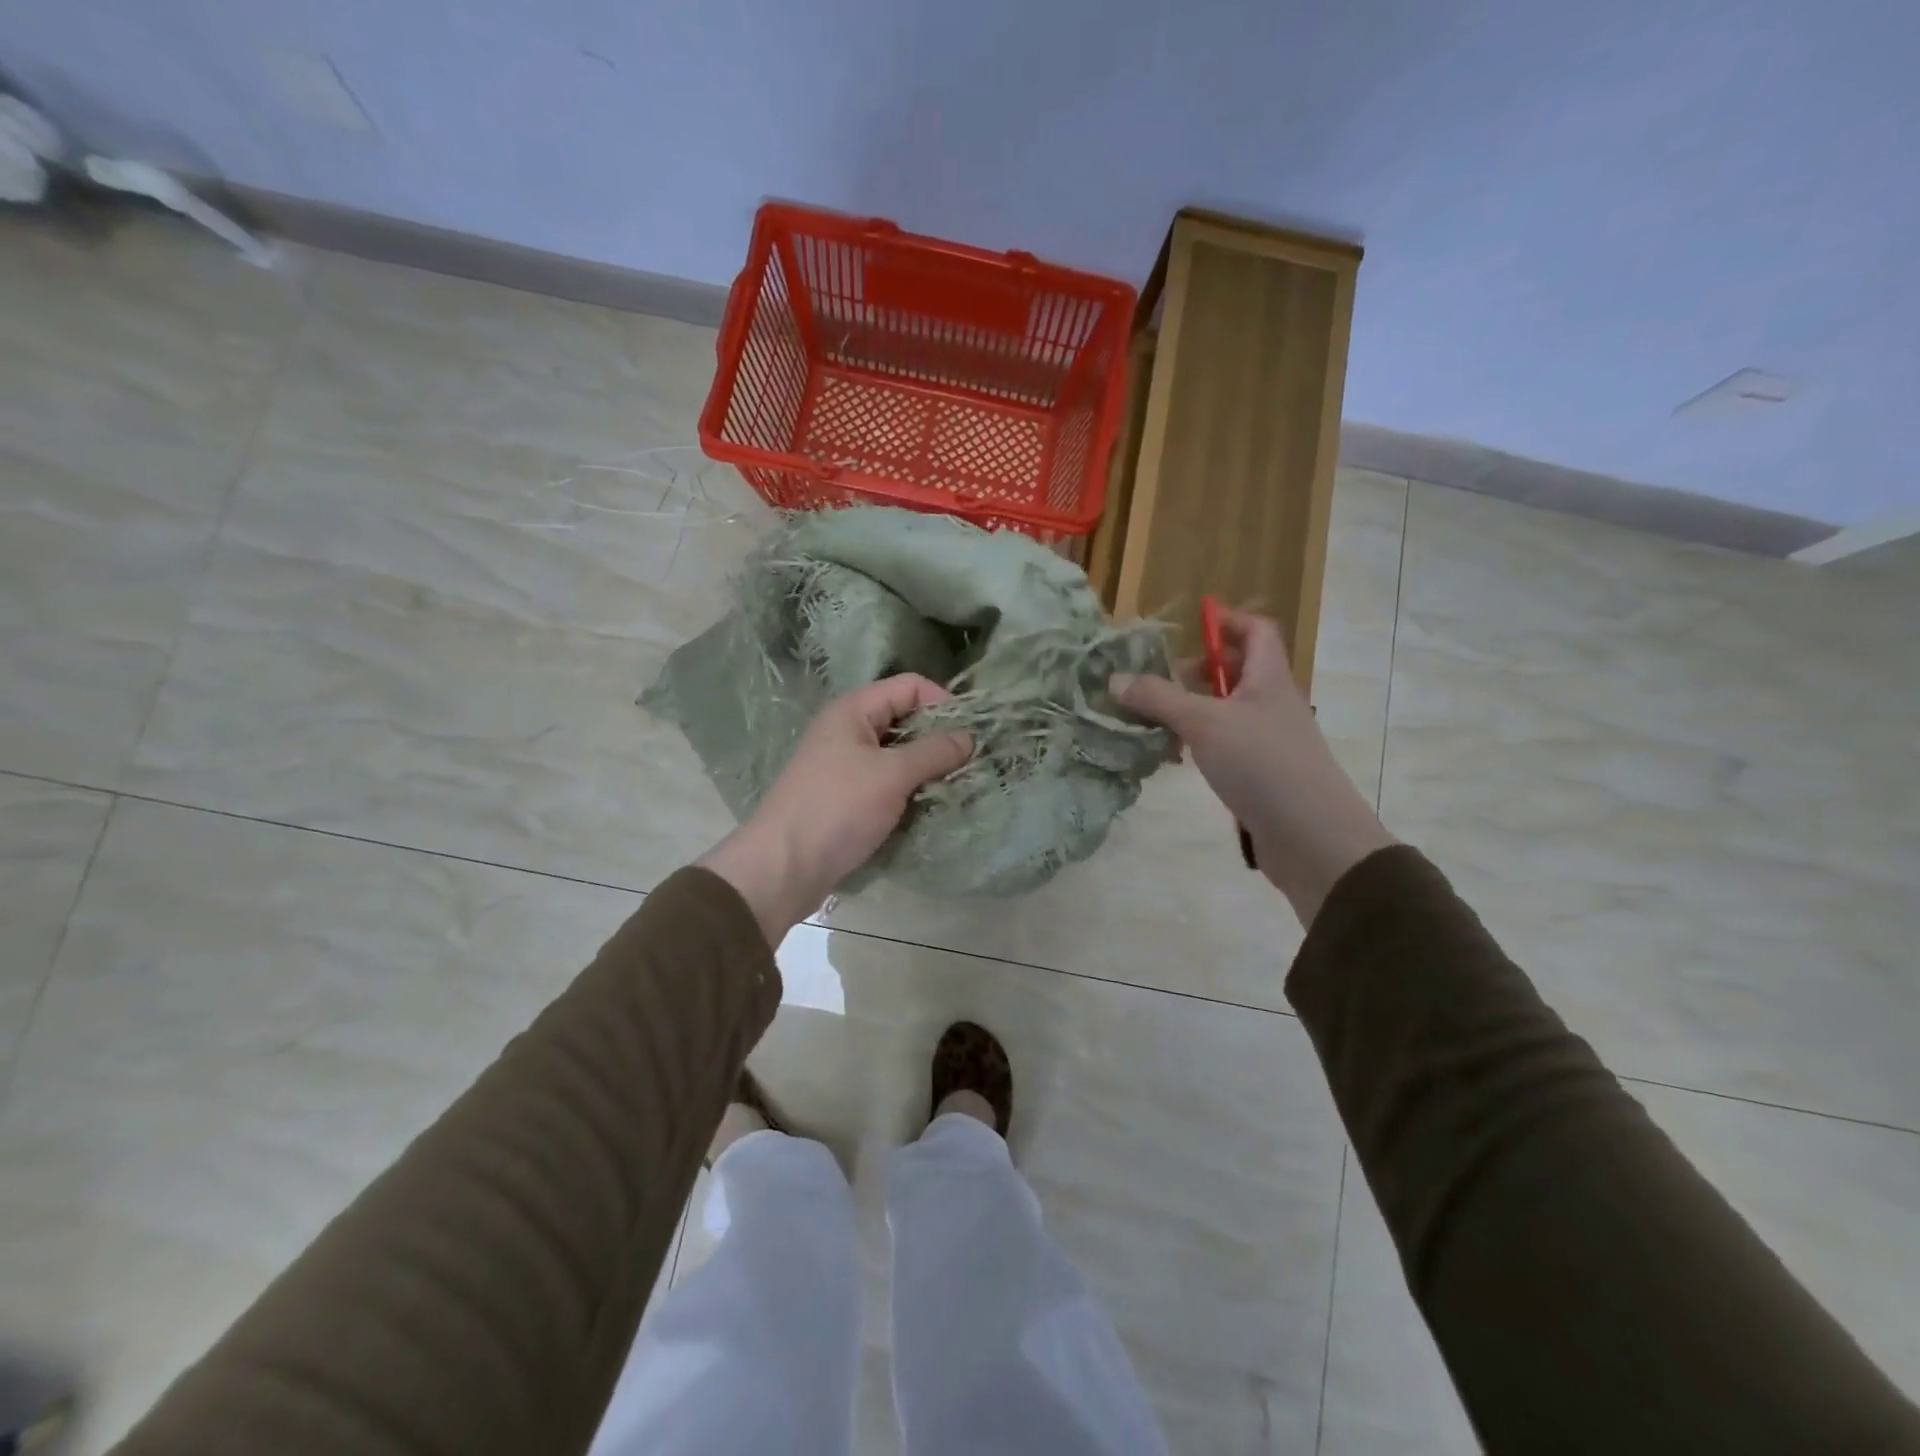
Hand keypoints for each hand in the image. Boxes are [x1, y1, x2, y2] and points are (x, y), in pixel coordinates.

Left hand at [698, 675, 972, 943]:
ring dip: (926, 767)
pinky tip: (928, 806)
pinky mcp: (846, 797)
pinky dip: (909, 790)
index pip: (909, 686)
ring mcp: (844, 765)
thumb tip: (969, 737)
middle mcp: (847, 730)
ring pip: (897, 754)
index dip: (943, 701)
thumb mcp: (892, 775)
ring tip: (955, 786)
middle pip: (904, 718)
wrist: (783, 867)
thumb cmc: (837, 808)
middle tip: (970, 762)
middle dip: (938, 737)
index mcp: (853, 710)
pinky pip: (886, 782)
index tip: (971, 732)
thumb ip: (934, 752)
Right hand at [1111, 607, 1393, 925]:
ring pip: (1226, 711)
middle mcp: (1271, 703)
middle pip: (1236, 671)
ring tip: (1153, 720)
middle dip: (1195, 670)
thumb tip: (1115, 679)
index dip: (1226, 620)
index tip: (1190, 624)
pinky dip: (1199, 743)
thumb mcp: (1204, 723)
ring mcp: (1268, 740)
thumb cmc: (1262, 764)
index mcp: (1268, 678)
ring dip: (1191, 710)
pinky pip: (1225, 744)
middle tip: (1156, 680)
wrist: (1311, 837)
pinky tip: (1174, 757)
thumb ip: (1159, 698)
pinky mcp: (1261, 773)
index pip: (1255, 630)